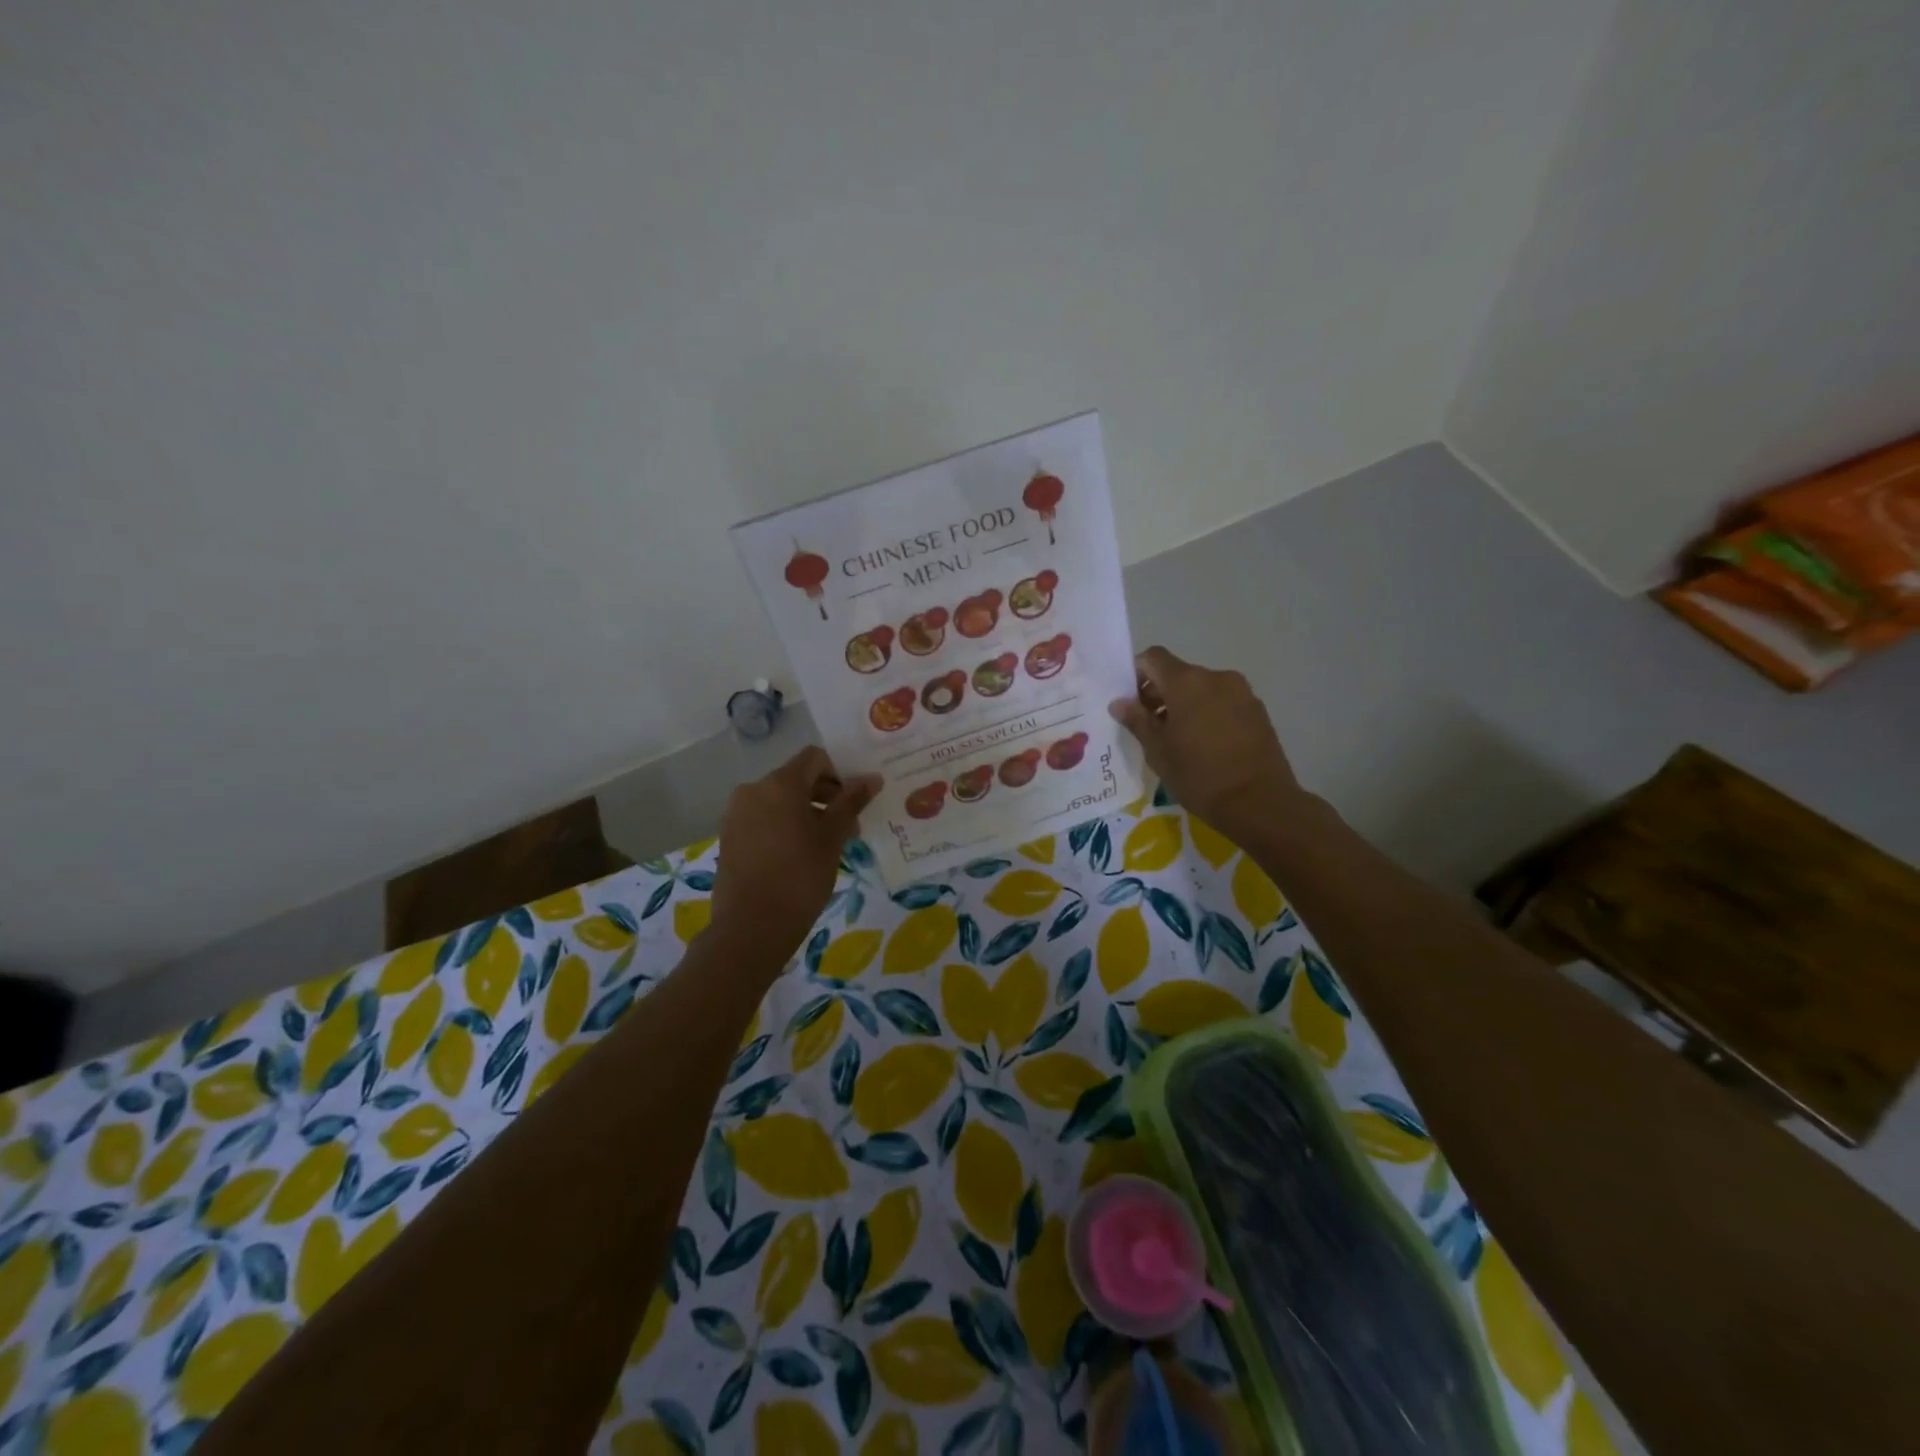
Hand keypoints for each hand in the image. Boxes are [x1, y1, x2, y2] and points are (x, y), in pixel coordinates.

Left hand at [711, 747, 879, 963]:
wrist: (751, 927)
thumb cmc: (800, 878)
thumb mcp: (832, 838)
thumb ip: (851, 803)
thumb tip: (872, 778)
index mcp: (780, 784)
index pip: (814, 758)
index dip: (839, 773)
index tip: (856, 801)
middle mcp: (753, 789)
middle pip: (796, 778)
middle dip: (825, 796)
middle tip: (848, 827)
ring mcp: (737, 813)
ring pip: (779, 800)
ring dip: (806, 812)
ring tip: (825, 844)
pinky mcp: (729, 836)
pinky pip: (763, 817)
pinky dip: (784, 825)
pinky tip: (799, 854)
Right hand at [1110, 647, 1303, 838]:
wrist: (1259, 802)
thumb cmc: (1199, 775)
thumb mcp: (1158, 751)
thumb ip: (1137, 721)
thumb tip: (1119, 703)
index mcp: (1187, 682)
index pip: (1153, 657)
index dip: (1137, 673)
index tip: (1131, 701)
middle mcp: (1216, 677)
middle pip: (1179, 673)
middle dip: (1160, 693)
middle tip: (1149, 725)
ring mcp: (1241, 692)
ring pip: (1202, 688)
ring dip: (1185, 704)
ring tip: (1179, 739)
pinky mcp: (1257, 710)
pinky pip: (1223, 702)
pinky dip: (1208, 713)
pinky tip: (1205, 744)